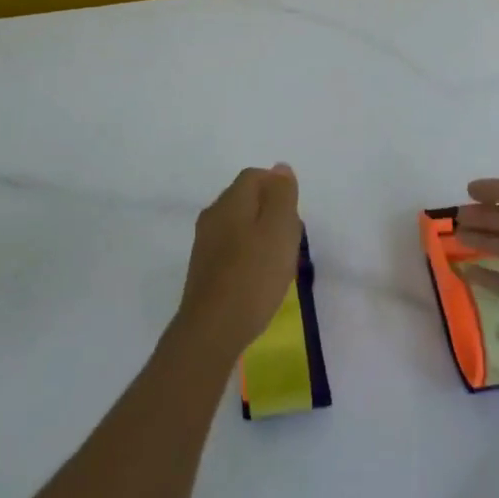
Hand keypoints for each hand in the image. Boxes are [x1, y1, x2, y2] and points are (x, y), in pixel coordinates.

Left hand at [175, 164, 302, 361]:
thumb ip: (281, 196)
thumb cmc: (253, 275)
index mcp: (230, 202)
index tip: (295, 214)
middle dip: (272, 212)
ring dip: (261, 235)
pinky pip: (231, 248)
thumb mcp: (279, 230)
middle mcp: (212, 216)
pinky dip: (249, 255)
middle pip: (246, 199)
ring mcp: (205, 243)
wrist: (212, 330)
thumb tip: (280, 168)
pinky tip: (260, 278)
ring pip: (239, 225)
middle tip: (292, 239)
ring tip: (280, 262)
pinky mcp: (204, 269)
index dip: (277, 188)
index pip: (254, 176)